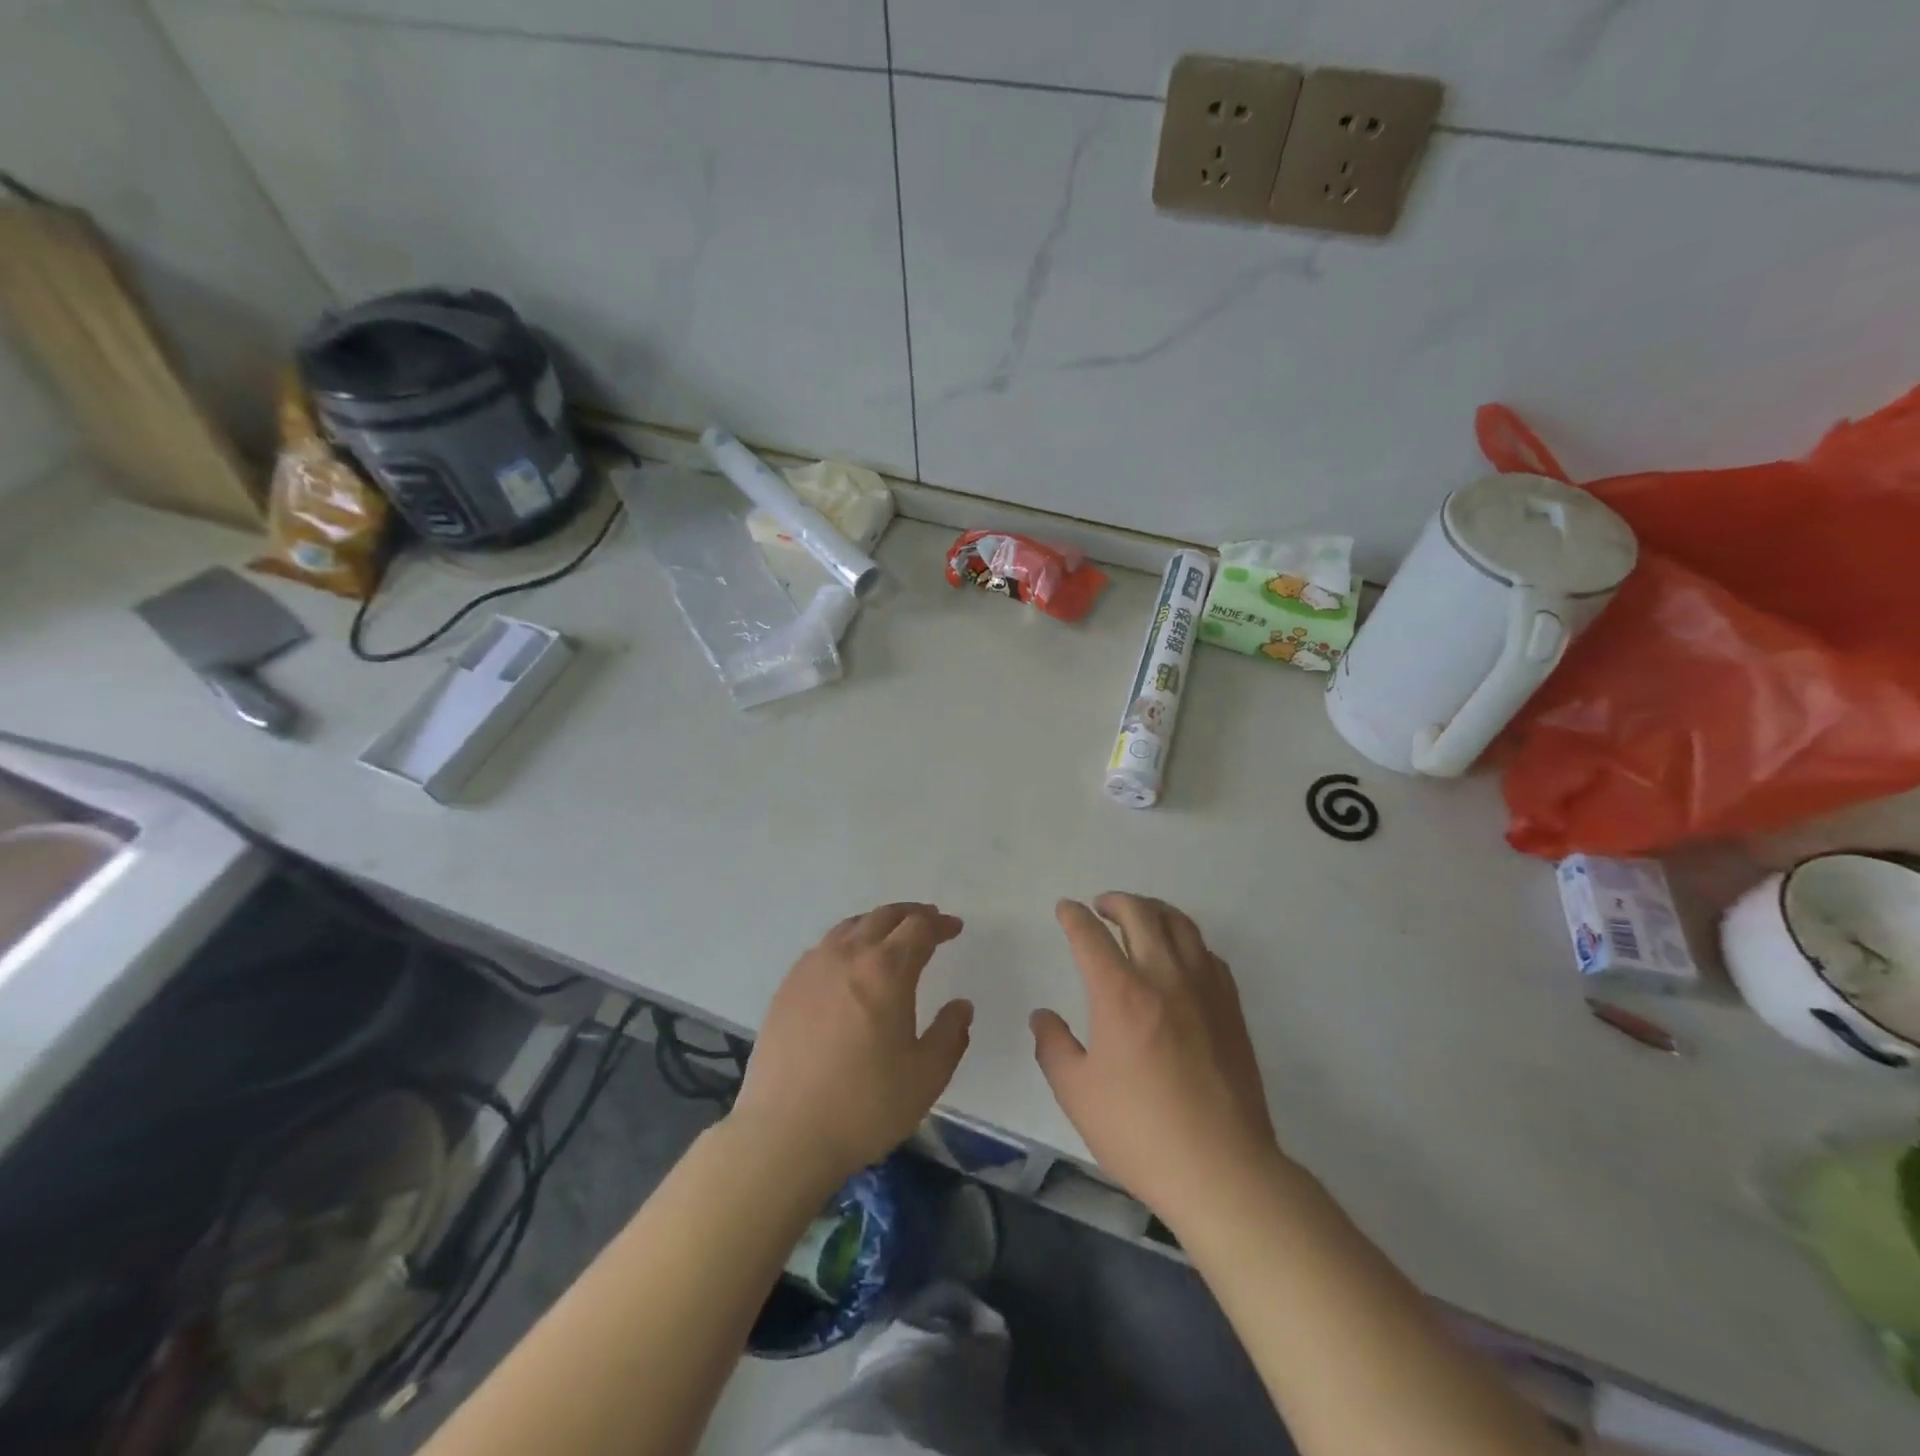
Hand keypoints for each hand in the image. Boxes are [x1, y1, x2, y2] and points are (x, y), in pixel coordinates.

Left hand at [731, 903, 972, 1186]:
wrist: (784, 1133)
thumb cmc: (864, 1105)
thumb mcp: (926, 1076)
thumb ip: (950, 1035)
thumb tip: (961, 1006)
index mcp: (886, 971)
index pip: (919, 928)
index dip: (940, 924)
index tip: (954, 928)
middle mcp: (847, 956)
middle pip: (883, 917)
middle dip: (911, 915)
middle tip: (928, 922)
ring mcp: (811, 968)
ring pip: (850, 927)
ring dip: (877, 923)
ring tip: (890, 936)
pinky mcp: (787, 988)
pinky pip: (823, 948)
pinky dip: (847, 942)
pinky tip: (848, 965)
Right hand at [1032, 894, 1279, 1226]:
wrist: (1222, 1168)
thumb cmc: (1140, 1131)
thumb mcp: (1077, 1093)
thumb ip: (1053, 1046)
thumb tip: (1043, 1016)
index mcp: (1120, 993)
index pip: (1091, 936)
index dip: (1074, 916)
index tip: (1066, 909)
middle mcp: (1164, 977)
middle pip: (1141, 914)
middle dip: (1116, 901)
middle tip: (1100, 906)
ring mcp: (1204, 988)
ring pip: (1181, 924)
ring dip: (1154, 910)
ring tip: (1140, 917)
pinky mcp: (1230, 1007)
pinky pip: (1208, 953)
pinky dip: (1186, 940)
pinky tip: (1179, 956)